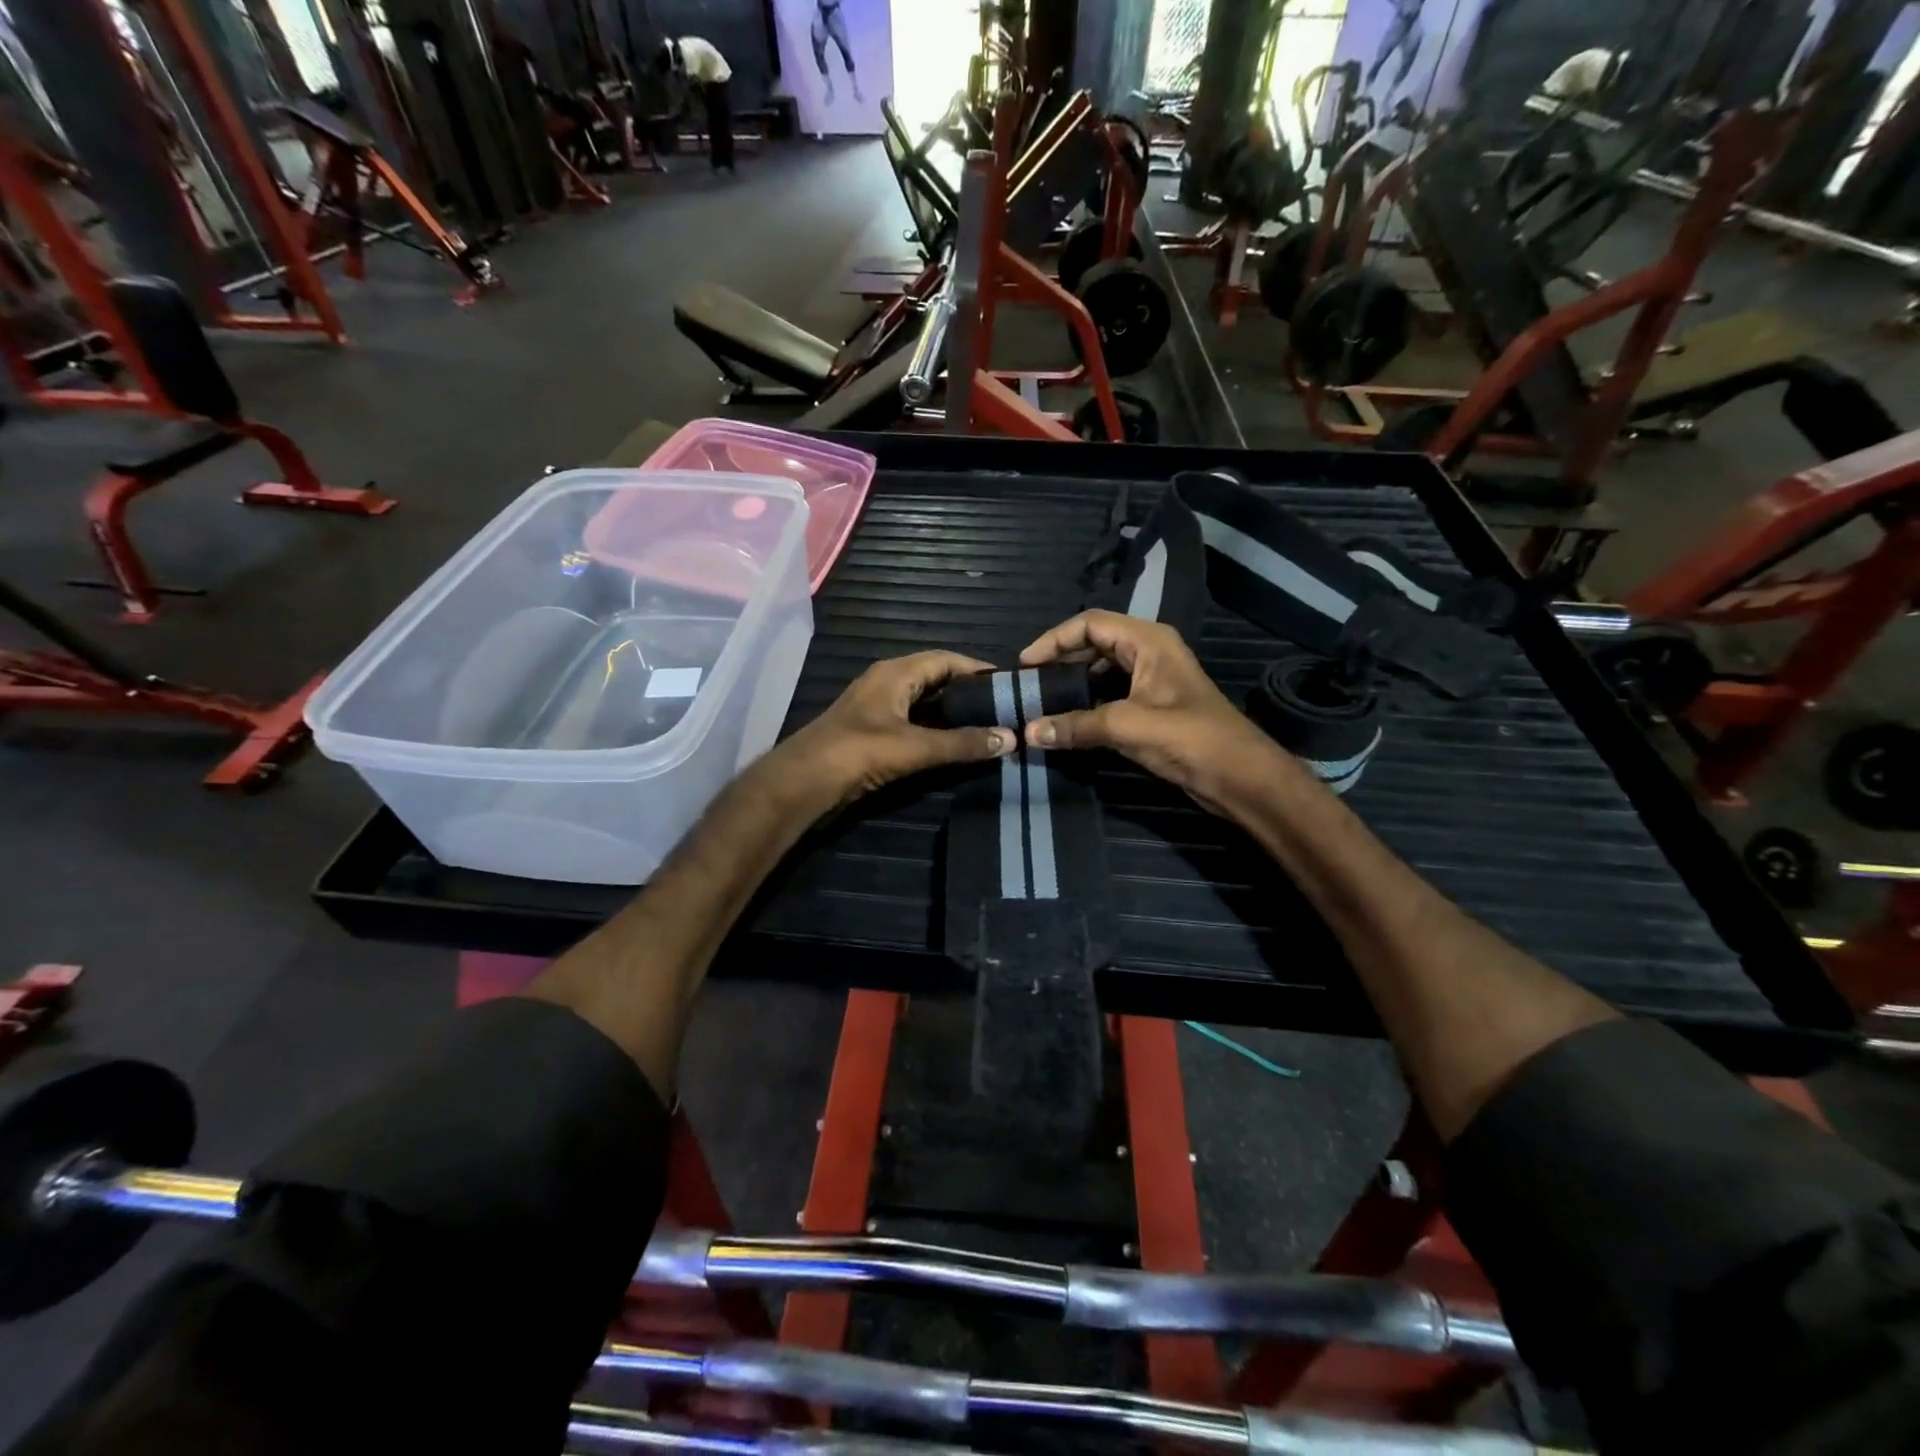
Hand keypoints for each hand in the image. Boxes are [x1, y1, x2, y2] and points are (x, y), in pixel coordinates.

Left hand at [773, 651, 1014, 808]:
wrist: (802, 783)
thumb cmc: (857, 753)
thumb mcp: (915, 747)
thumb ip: (963, 743)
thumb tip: (1011, 738)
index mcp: (895, 673)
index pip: (946, 659)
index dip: (978, 669)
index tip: (1010, 685)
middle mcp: (887, 682)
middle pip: (937, 679)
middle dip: (969, 693)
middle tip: (1005, 709)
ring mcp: (878, 708)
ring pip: (925, 703)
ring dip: (953, 714)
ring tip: (988, 727)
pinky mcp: (873, 732)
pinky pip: (914, 722)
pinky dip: (936, 730)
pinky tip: (955, 746)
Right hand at [1017, 611, 1289, 814]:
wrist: (1240, 776)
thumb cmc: (1190, 738)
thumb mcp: (1128, 726)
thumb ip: (1076, 726)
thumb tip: (1028, 731)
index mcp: (1148, 641)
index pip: (1090, 623)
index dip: (1054, 639)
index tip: (1026, 665)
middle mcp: (1149, 652)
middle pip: (1093, 644)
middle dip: (1060, 661)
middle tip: (1030, 685)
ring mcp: (1151, 680)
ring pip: (1101, 671)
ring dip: (1072, 684)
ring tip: (1042, 703)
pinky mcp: (1152, 707)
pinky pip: (1110, 694)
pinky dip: (1087, 703)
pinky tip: (1068, 721)